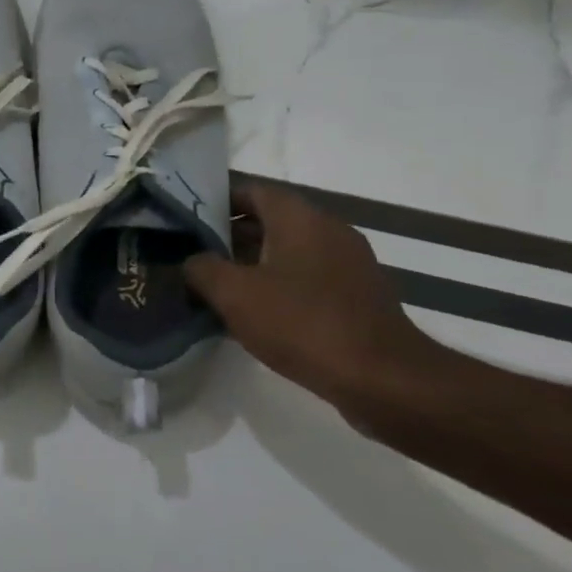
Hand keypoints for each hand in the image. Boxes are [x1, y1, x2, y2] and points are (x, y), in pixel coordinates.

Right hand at [184, 181, 434, 415]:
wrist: (383, 380)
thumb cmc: (302, 324)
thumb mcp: (234, 294)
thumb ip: (202, 269)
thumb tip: (193, 262)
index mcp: (300, 219)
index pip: (252, 190)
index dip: (217, 202)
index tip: (188, 222)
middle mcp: (329, 230)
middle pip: (270, 221)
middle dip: (230, 237)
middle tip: (196, 257)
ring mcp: (349, 264)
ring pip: (289, 251)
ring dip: (254, 264)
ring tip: (219, 289)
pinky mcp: (359, 296)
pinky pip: (308, 278)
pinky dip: (280, 286)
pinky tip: (257, 315)